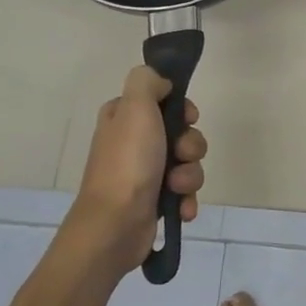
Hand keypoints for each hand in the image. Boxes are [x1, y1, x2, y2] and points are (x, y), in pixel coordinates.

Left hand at [66, 65, 206, 279]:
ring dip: (190, 174)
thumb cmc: (127, 162)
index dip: (181, 109)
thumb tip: (162, 83)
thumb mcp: (135, 107)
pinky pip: (184, 192)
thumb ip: (147, 81)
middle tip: (181, 154)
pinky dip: (186, 199)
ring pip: (187, 163)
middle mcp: (133, 142)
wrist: (115, 224)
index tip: (187, 117)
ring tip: (177, 187)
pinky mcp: (154, 200)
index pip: (163, 101)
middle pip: (181, 132)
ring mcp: (144, 173)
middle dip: (190, 145)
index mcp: (123, 117)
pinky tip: (182, 208)